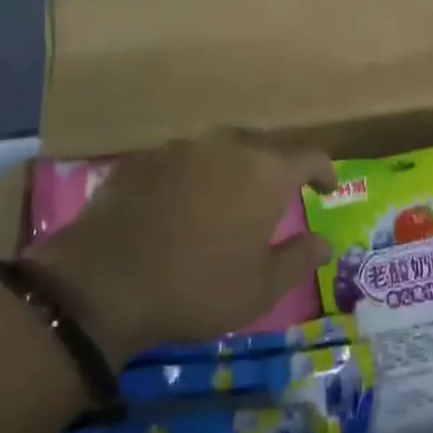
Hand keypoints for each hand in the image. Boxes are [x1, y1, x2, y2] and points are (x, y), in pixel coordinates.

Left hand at [25, 130, 332, 363]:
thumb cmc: (197, 286)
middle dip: (276, 170)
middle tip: (275, 198)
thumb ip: (300, 258)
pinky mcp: (144, 158)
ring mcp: (182, 147)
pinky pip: (182, 162)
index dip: (324, 171)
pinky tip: (180, 207)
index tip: (327, 187)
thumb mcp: (261, 287)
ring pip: (221, 151)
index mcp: (265, 171)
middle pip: (265, 148)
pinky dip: (192, 179)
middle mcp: (228, 146)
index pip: (310, 156)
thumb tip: (325, 242)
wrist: (104, 282)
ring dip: (231, 171)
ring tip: (226, 201)